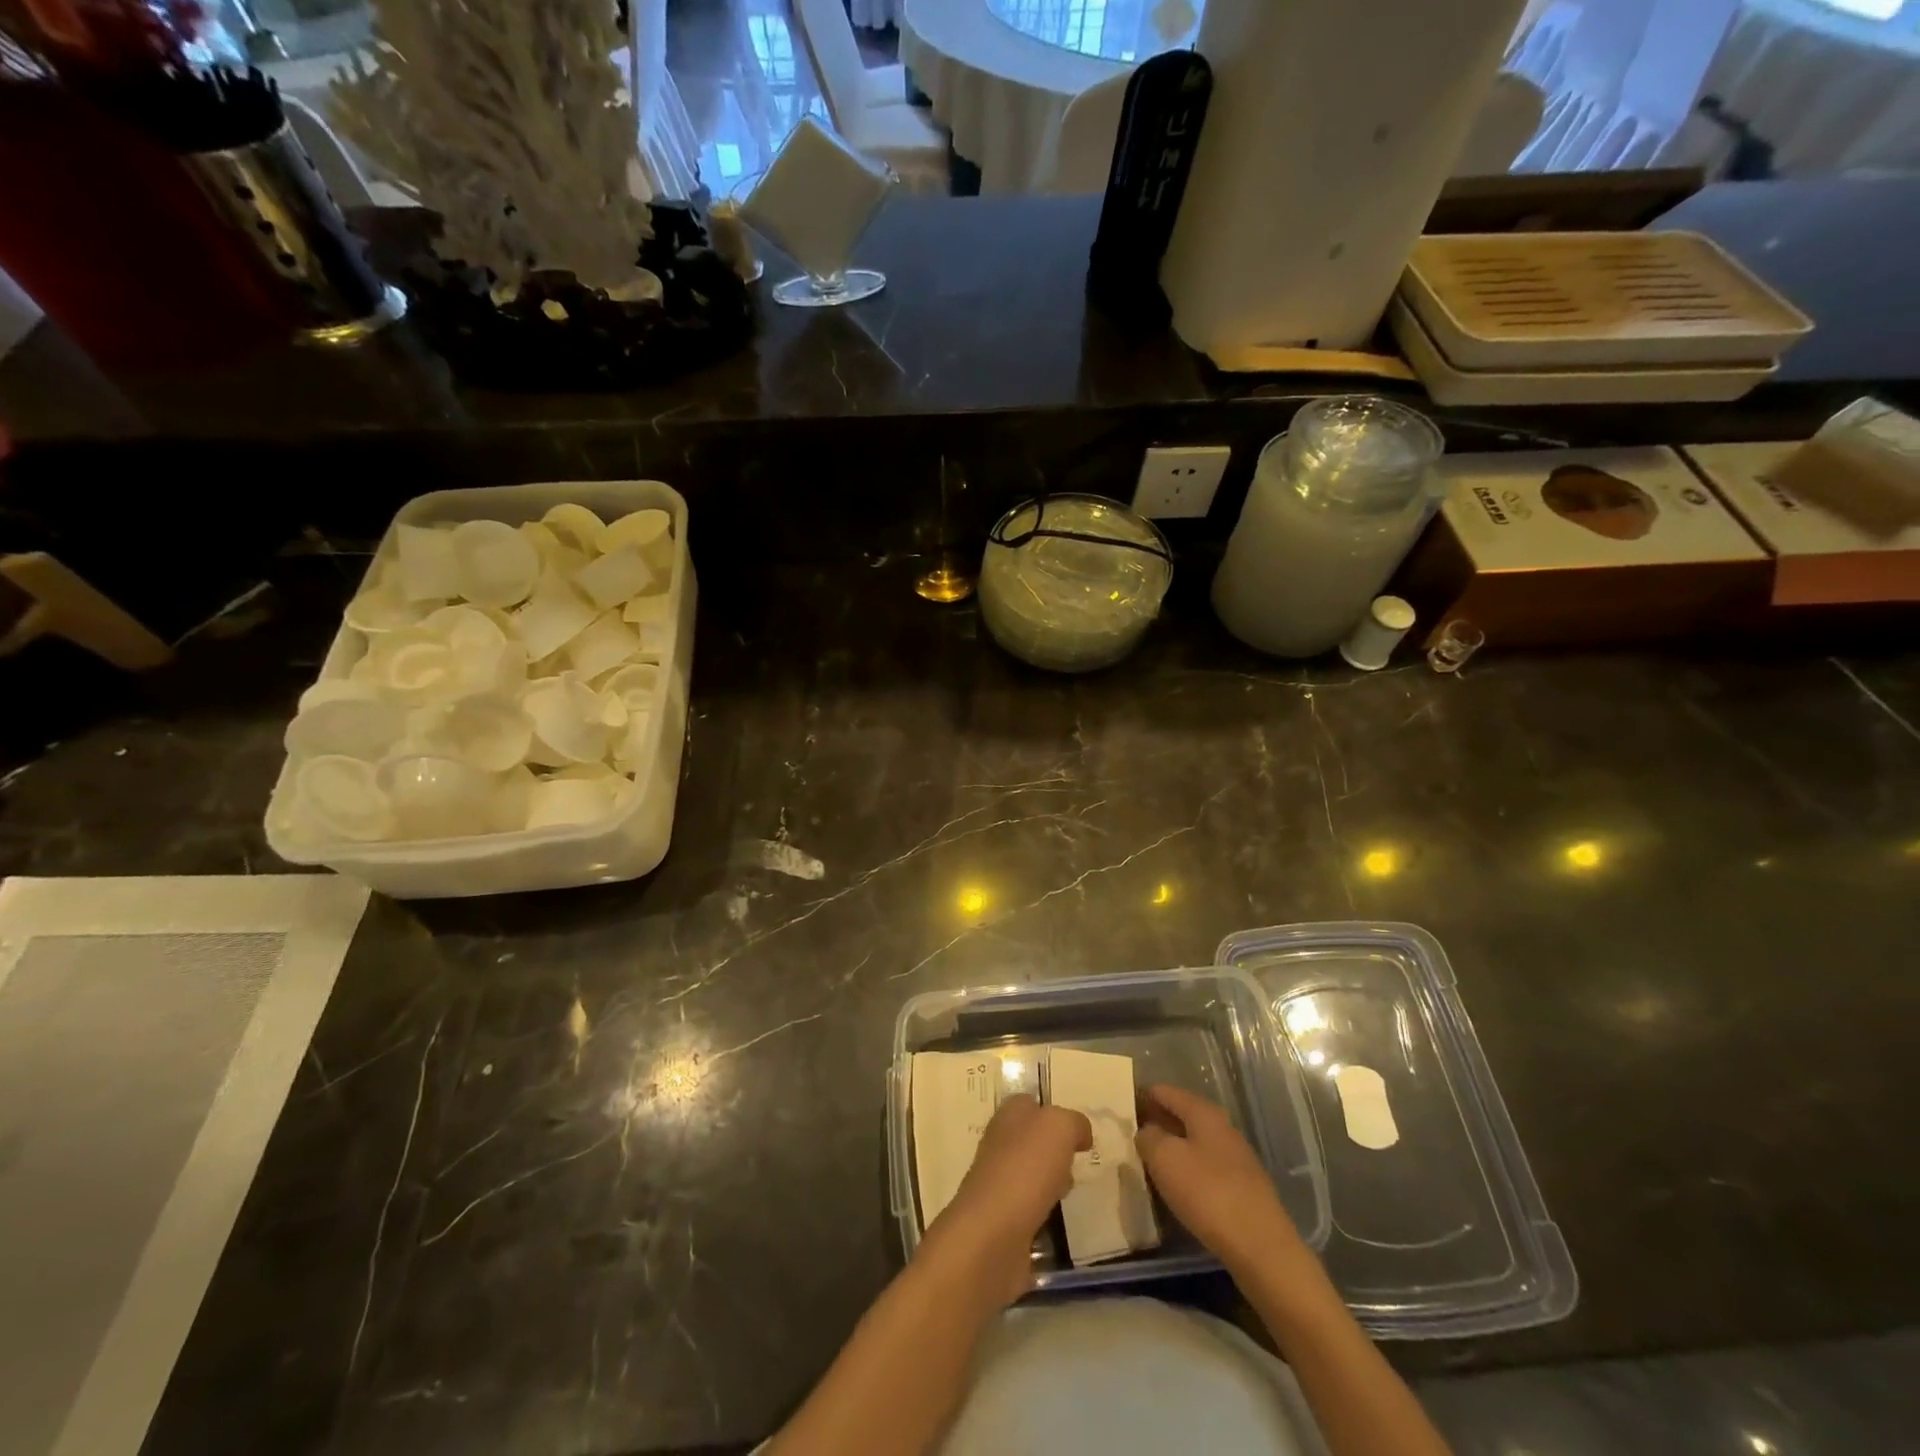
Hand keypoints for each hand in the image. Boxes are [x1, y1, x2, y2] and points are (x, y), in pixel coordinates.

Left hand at [917, 1094, 1090, 1307]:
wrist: (992, 1234)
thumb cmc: (1026, 1168)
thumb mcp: (1059, 1127)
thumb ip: (1073, 1122)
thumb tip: (1080, 1134)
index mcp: (1009, 1115)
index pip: (1032, 1103)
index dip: (1055, 1113)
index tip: (1080, 1134)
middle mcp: (999, 1143)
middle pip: (1033, 1139)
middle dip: (1056, 1150)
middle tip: (1079, 1162)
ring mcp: (998, 1181)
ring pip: (1032, 1173)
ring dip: (1051, 1181)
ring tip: (1070, 1192)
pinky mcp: (1001, 1218)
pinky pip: (1030, 1207)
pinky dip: (1044, 1211)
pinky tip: (1057, 1218)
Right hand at [1135, 1083, 1302, 1273]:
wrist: (1261, 1247)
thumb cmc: (1208, 1193)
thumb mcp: (1165, 1159)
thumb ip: (1149, 1137)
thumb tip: (1147, 1131)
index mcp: (1205, 1113)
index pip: (1168, 1092)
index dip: (1145, 1096)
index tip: (1123, 1106)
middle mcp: (1224, 1128)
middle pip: (1184, 1116)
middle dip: (1159, 1121)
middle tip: (1132, 1133)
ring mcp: (1237, 1159)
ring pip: (1196, 1143)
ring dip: (1174, 1147)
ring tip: (1150, 1160)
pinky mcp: (1244, 1188)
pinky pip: (1207, 1168)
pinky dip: (1189, 1170)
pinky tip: (1178, 1186)